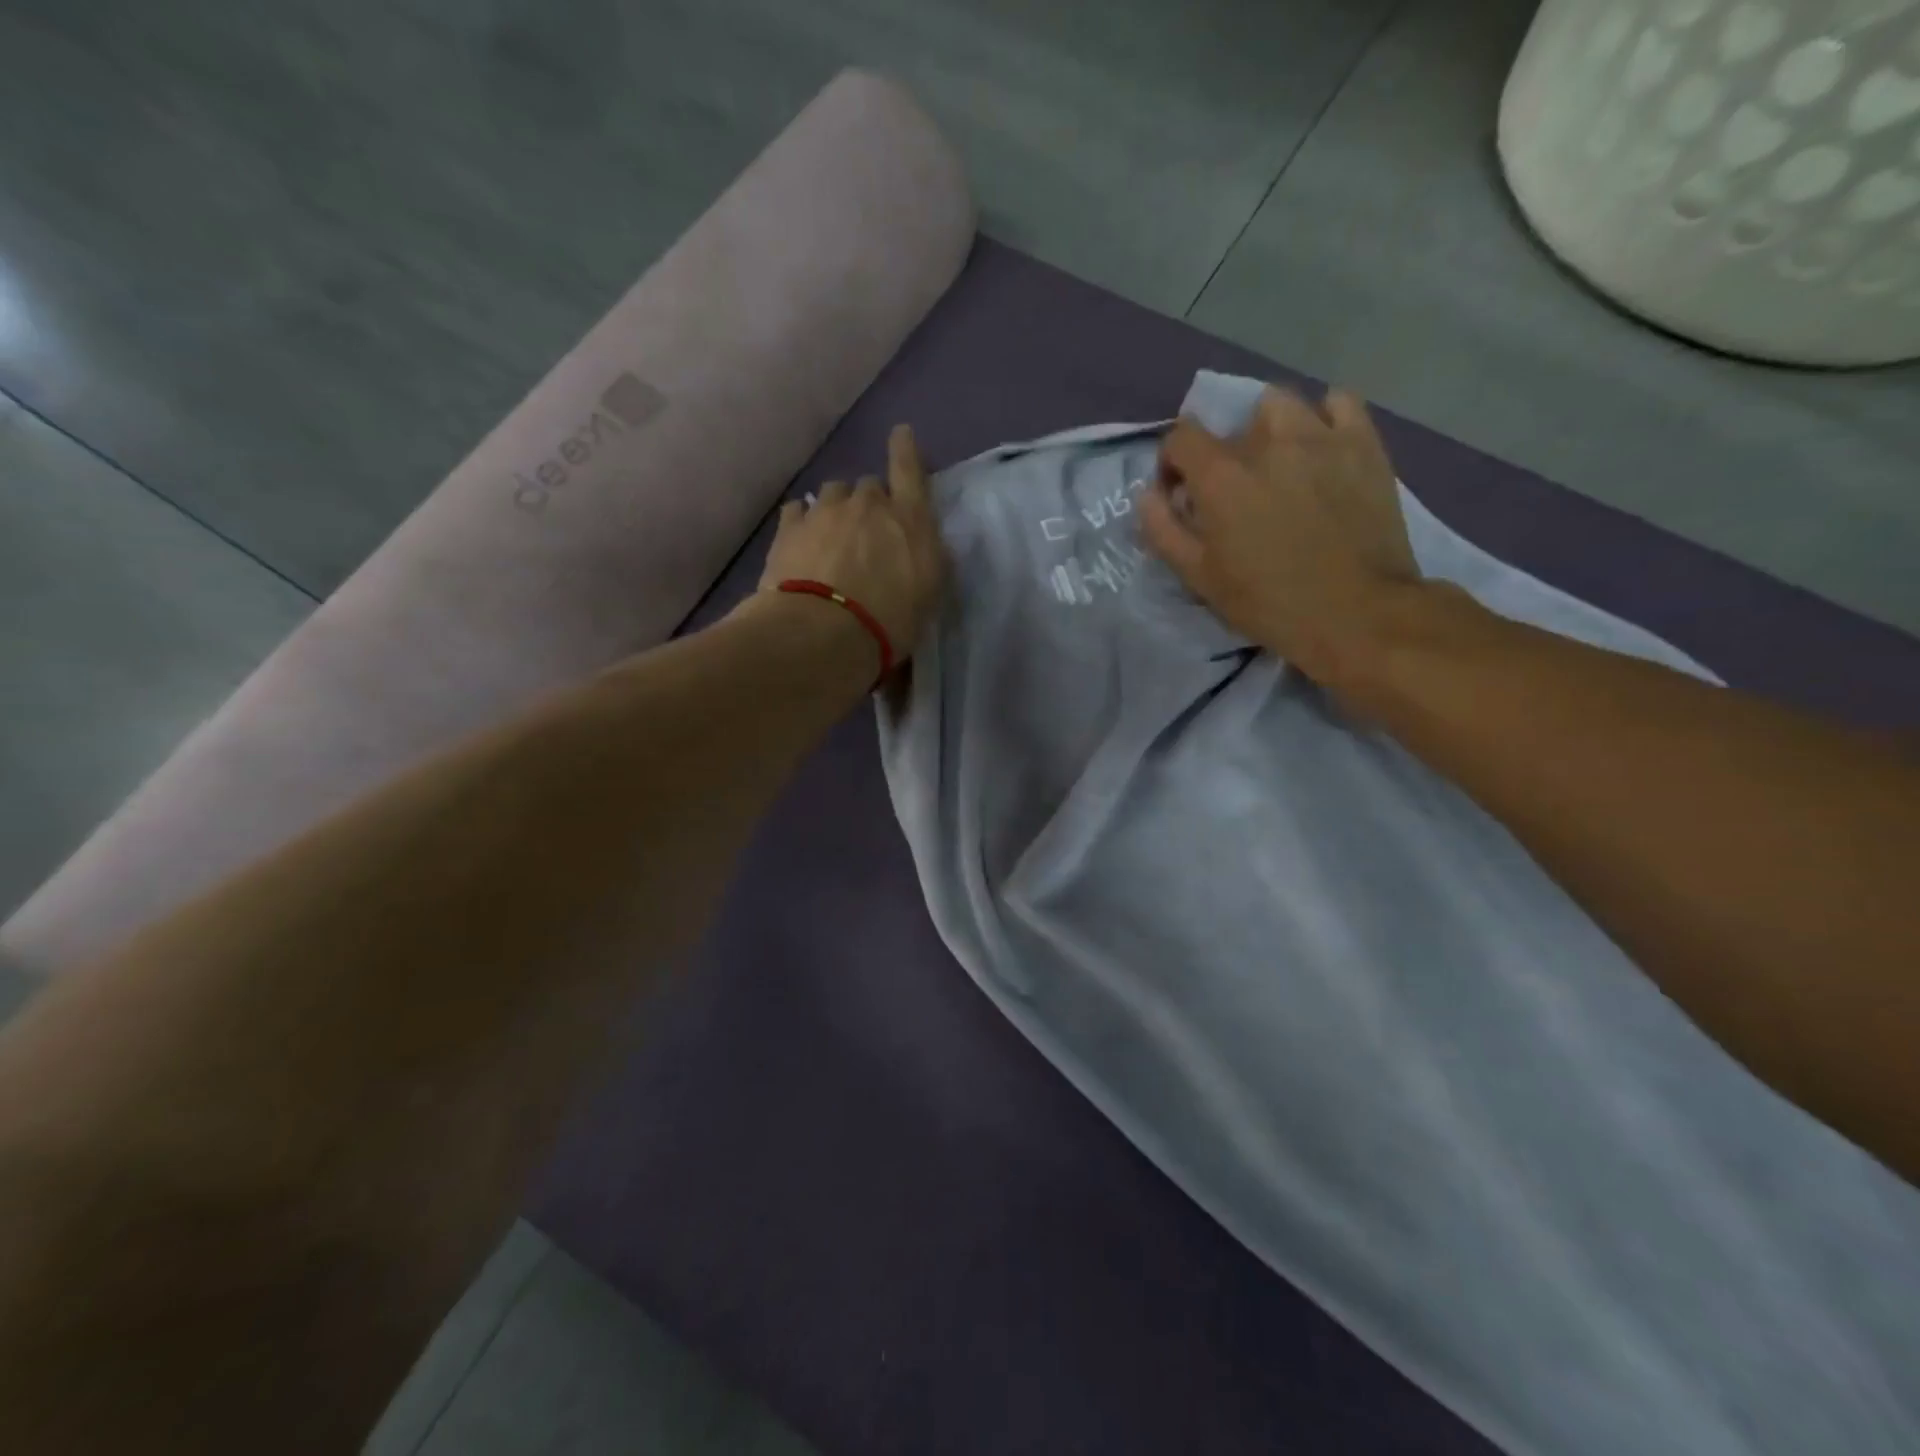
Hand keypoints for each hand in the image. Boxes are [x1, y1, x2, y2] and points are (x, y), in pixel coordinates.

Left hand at [757, 424, 946, 654]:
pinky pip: (798, 511)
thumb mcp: (928, 596)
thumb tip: (917, 546)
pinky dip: (803, 521)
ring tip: (831, 536)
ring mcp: (825, 512)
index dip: (906, 450)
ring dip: (836, 509)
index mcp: (909, 519)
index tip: (900, 433)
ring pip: (832, 493)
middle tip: (867, 534)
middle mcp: (868, 504)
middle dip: (870, 503)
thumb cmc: (890, 621)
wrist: (823, 633)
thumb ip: (926, 561)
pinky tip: (802, 539)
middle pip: (869, 486)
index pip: (910, 470)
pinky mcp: (789, 529)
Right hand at [1140, 387, 1420, 698]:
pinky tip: (1320, 445)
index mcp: (1221, 475)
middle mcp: (1267, 442)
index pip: (1181, 437)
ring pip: (1280, 403)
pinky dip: (1322, 416)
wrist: (1356, 613)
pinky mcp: (1363, 443)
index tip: (1181, 492)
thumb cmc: (1268, 602)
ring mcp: (1320, 436)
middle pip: (1231, 424)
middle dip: (1223, 453)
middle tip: (1235, 491)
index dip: (1173, 462)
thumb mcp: (1199, 578)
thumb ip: (1163, 531)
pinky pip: (1339, 401)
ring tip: (1277, 462)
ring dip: (1267, 427)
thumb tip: (1148, 494)